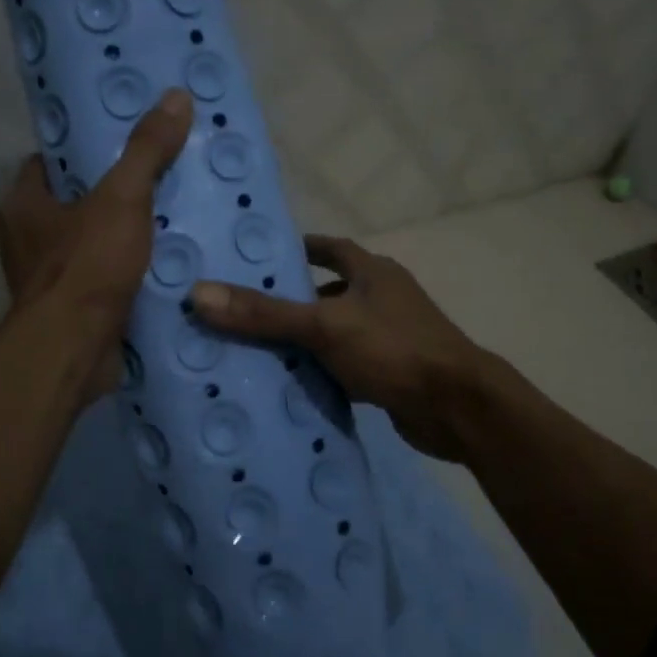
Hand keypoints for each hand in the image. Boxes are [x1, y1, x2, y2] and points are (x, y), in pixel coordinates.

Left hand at [0, 89, 192, 398]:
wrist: (74, 350)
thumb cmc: (88, 265)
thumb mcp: (122, 198)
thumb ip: (146, 151)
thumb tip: (175, 97)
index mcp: (23, 205)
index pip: (47, 163)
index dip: (81, 152)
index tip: (119, 147)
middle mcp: (25, 241)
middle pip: (71, 205)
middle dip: (108, 197)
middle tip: (154, 183)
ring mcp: (46, 282)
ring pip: (87, 246)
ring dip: (119, 239)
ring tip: (167, 223)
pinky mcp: (69, 314)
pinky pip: (100, 282)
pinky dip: (124, 276)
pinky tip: (161, 269)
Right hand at [190, 235, 492, 459]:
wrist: (457, 407)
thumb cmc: (394, 349)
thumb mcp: (324, 326)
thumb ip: (264, 313)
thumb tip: (198, 293)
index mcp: (373, 272)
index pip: (331, 249)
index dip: (300, 250)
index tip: (264, 260)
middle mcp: (384, 298)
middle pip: (331, 292)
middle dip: (294, 301)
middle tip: (246, 312)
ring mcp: (392, 337)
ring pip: (338, 332)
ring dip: (307, 340)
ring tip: (259, 351)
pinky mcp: (393, 373)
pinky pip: (348, 366)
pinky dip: (324, 372)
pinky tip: (295, 386)